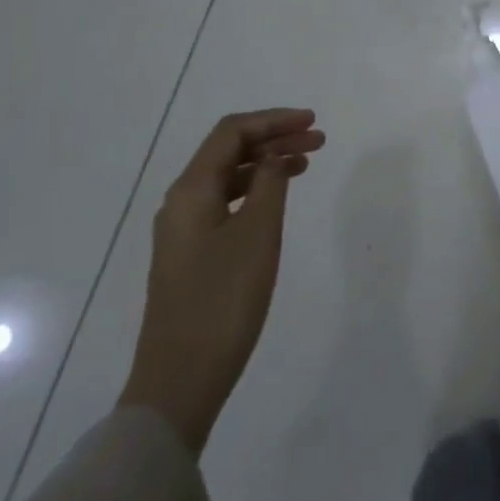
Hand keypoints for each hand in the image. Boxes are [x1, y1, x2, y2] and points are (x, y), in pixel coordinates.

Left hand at [117, 108, 325, 452]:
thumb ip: (269, 183)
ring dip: (266, 164)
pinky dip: (255, 190)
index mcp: (191, 190)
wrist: (180, 381)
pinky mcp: (191, 254)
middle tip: (319, 140)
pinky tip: (277, 199)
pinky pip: (226, 203)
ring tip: (306, 163)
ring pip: (228, 177)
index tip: (312, 121)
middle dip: (273, 139)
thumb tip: (274, 155)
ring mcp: (183, 230)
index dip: (273, 120)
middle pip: (229, 151)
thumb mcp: (258, 233)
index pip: (232, 133)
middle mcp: (181, 202)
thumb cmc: (223, 300)